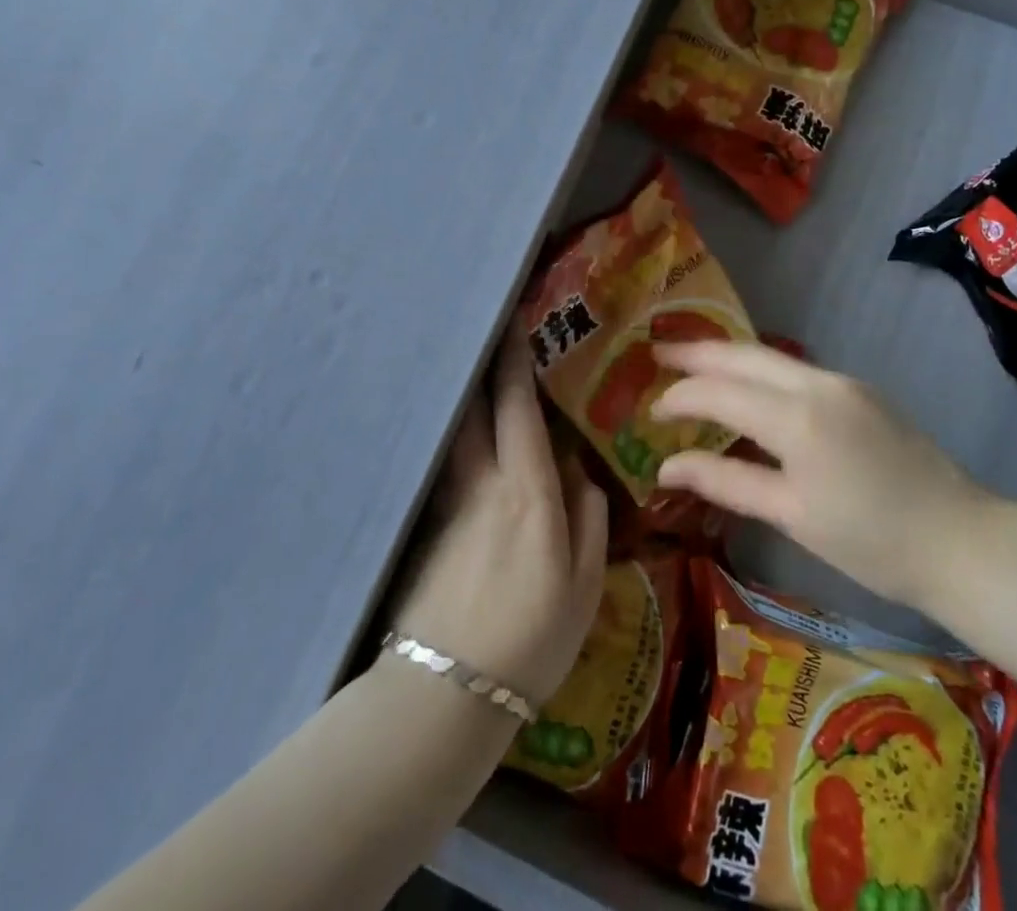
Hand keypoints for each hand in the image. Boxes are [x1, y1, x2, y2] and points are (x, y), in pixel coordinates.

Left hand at [391, 337, 608, 704]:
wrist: (446, 693)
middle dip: (479, 365)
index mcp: (527, 491)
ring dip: (462, 397)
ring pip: (454, 434)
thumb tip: (581, 474)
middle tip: (483, 331)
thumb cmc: (531, 639)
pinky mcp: (427, 527)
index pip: (517, 408)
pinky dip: (454, 438)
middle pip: (474, 408)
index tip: (512, 323)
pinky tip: (462, 440)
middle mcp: (483, 483)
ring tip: (471, 374)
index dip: (514, 362)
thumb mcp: (584, 586)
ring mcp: (448, 504)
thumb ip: (588, 520)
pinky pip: (446, 465)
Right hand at [652, 341, 991, 614]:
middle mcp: (817, 383)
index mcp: (797, 417)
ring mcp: (843, 381)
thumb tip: (665, 468)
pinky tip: (746, 386)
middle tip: (657, 354)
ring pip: (770, 356)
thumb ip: (725, 482)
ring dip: (727, 357)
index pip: (719, 391)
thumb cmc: (872, 542)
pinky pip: (794, 369)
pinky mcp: (859, 389)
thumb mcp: (792, 516)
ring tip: (691, 363)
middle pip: (743, 354)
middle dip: (696, 352)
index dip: (679, 397)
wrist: (963, 540)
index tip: (649, 411)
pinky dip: (759, 371)